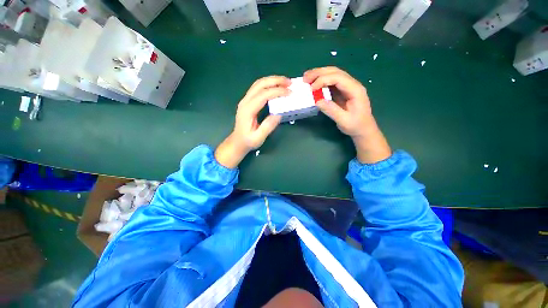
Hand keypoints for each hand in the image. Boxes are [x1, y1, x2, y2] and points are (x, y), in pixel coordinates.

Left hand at [215, 76, 290, 167]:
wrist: (237, 142)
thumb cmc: (248, 141)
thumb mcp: (258, 138)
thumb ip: (267, 126)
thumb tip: (279, 114)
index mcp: (247, 110)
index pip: (263, 95)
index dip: (277, 92)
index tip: (289, 93)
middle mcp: (245, 101)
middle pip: (260, 84)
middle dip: (276, 81)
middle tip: (289, 83)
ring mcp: (245, 100)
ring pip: (258, 84)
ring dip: (272, 80)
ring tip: (285, 82)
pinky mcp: (248, 101)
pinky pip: (258, 88)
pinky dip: (268, 84)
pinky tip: (276, 86)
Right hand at [303, 67, 390, 163]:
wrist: (364, 129)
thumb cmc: (355, 126)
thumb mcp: (343, 120)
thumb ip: (331, 110)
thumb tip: (317, 100)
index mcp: (355, 90)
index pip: (338, 78)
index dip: (323, 80)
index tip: (311, 89)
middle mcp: (352, 84)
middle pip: (335, 72)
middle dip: (319, 73)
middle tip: (305, 78)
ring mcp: (348, 87)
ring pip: (333, 74)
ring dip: (319, 74)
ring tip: (307, 78)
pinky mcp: (343, 91)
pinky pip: (331, 82)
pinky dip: (321, 81)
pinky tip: (314, 84)